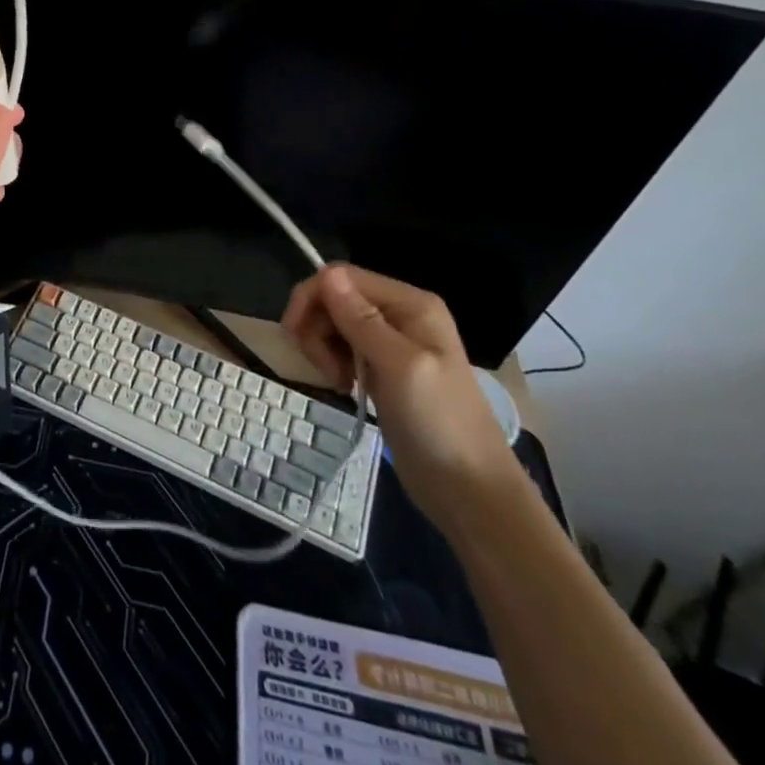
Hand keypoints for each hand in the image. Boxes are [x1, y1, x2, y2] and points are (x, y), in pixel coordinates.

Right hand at [283, 264, 521, 533]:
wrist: (469, 491)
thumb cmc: (439, 423)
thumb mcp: (400, 366)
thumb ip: (362, 320)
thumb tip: (327, 273)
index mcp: (410, 303)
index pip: (343, 277)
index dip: (313, 297)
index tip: (294, 335)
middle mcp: (399, 315)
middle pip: (335, 298)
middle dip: (317, 326)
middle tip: (322, 367)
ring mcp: (391, 343)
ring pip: (335, 323)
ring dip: (323, 347)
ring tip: (336, 381)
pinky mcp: (382, 369)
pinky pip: (343, 348)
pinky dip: (334, 362)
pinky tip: (344, 386)